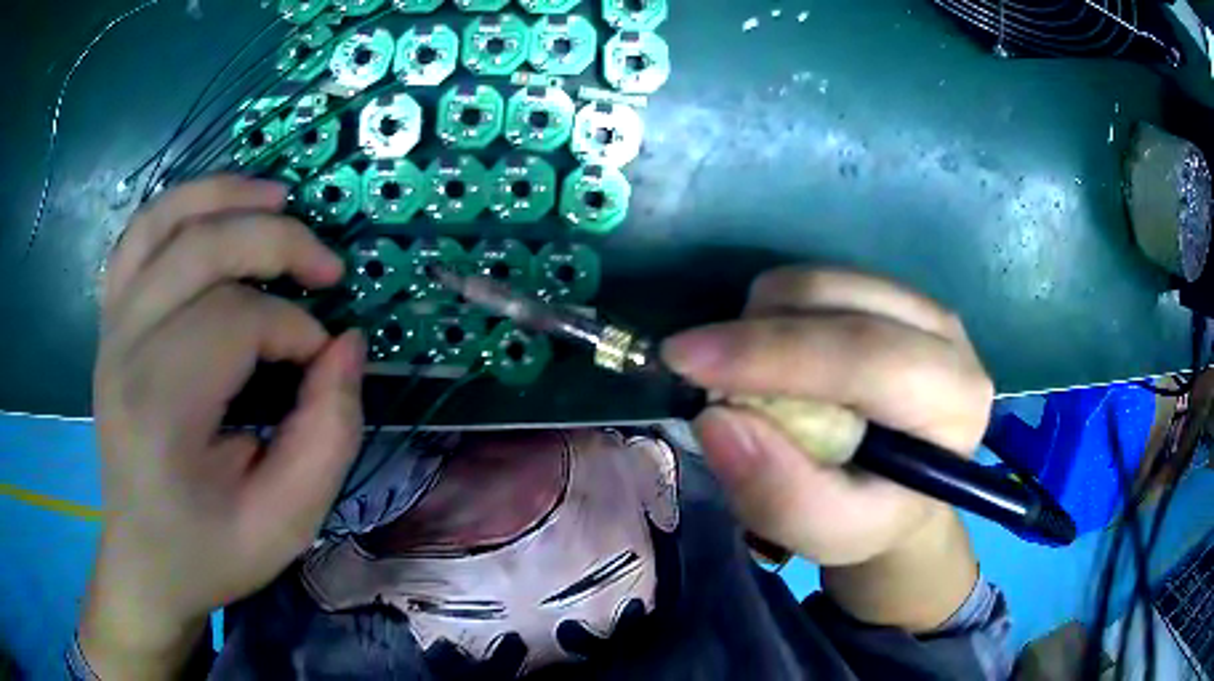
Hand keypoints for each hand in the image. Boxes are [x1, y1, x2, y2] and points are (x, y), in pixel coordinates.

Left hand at [83, 176, 364, 675]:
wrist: (145, 562)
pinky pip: (138, 236)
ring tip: (278, 197)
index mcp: (160, 409)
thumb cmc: (212, 551)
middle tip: (328, 269)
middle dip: (277, 242)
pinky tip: (216, 212)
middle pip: (201, 250)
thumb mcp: (288, 522)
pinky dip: (181, 208)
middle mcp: (125, 351)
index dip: (295, 331)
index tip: (322, 368)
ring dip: (224, 195)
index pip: (236, 321)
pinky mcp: (110, 323)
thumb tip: (346, 345)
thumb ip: (329, 434)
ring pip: (163, 220)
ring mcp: (111, 329)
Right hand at [662, 268, 992, 629]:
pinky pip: (814, 280)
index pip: (866, 355)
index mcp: (953, 400)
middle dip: (753, 331)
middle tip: (694, 370)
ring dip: (760, 323)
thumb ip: (780, 494)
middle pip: (837, 298)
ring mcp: (918, 302)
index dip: (773, 354)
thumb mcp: (827, 532)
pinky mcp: (889, 291)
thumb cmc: (869, 515)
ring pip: (818, 279)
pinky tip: (776, 360)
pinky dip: (773, 314)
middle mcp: (947, 335)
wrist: (899, 488)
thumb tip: (717, 420)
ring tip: (749, 381)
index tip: (684, 360)